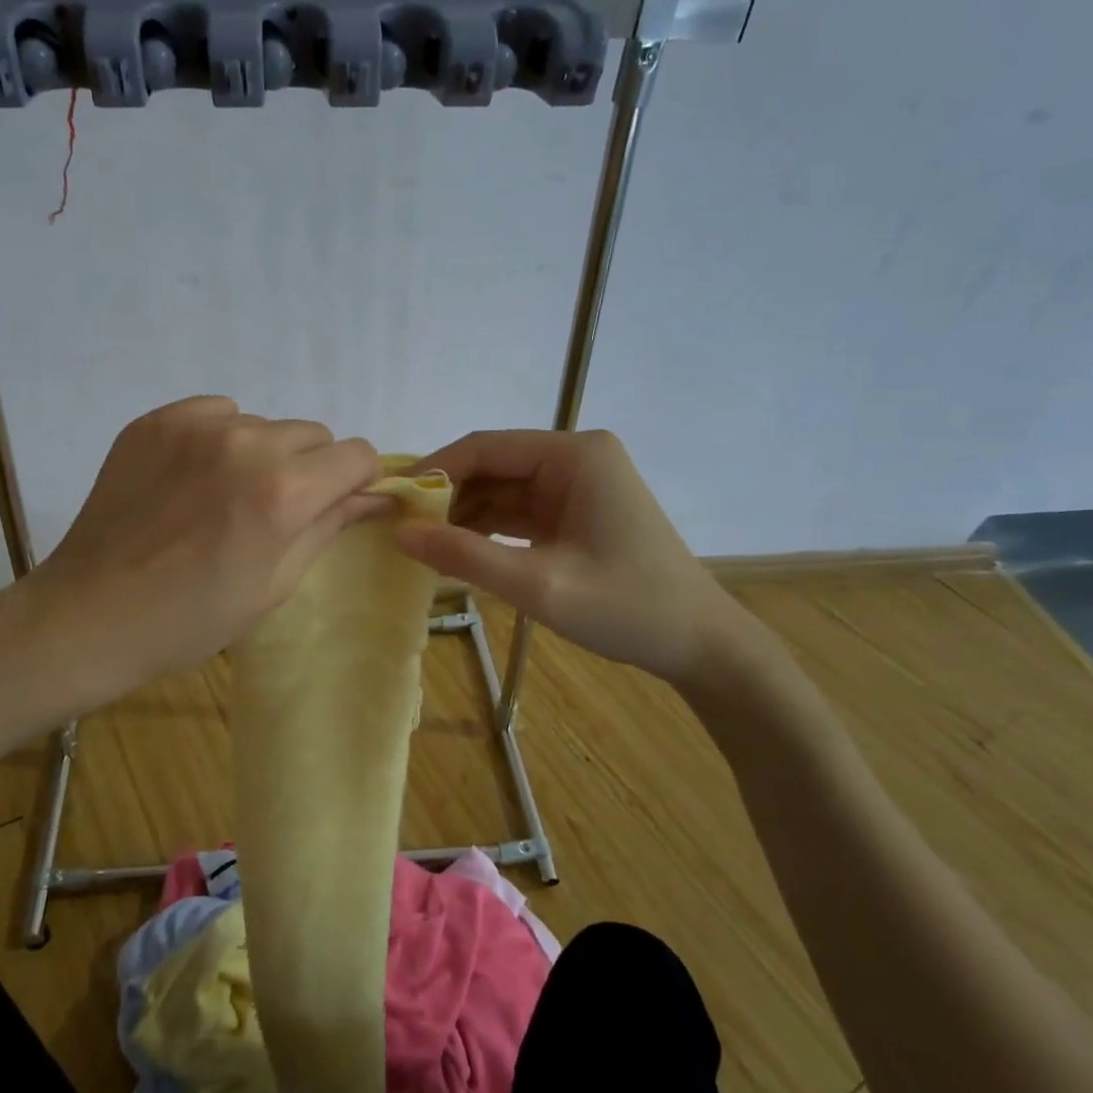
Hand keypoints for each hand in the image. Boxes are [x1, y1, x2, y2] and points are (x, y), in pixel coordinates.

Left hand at [23, 397, 382, 700]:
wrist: (90, 615)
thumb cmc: (193, 618)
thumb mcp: (276, 583)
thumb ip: (330, 525)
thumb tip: (377, 496)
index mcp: (283, 491)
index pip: (356, 454)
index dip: (355, 481)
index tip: (335, 504)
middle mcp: (245, 443)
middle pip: (313, 434)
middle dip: (309, 468)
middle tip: (274, 510)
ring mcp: (196, 426)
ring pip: (264, 424)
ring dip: (261, 454)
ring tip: (224, 497)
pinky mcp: (156, 420)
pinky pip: (217, 413)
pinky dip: (220, 439)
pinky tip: (193, 479)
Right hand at [393, 429, 745, 686]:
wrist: (700, 645)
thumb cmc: (627, 607)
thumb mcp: (538, 585)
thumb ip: (465, 555)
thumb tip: (399, 533)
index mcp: (574, 455)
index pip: (485, 447)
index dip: (435, 470)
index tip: (392, 500)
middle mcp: (574, 458)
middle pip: (492, 466)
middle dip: (447, 497)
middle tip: (402, 530)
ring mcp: (576, 485)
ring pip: (501, 490)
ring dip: (464, 516)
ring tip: (421, 545)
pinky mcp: (575, 513)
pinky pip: (518, 512)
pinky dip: (488, 531)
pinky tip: (456, 553)